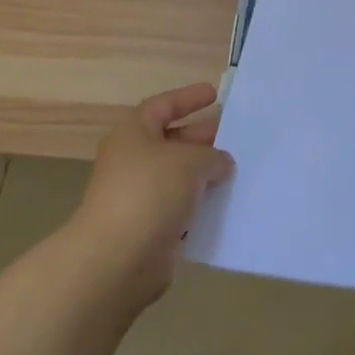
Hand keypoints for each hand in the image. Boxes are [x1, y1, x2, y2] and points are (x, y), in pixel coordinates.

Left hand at [70, 83, 234, 304]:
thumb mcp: (190, 161)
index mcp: (134, 133)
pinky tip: (227, 204)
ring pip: (179, 176)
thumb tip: (220, 162)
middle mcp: (133, 161)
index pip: (163, 106)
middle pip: (172, 140)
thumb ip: (212, 155)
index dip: (188, 98)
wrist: (115, 261)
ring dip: (205, 173)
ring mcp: (139, 196)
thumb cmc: (149, 193)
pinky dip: (201, 204)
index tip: (215, 94)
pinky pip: (180, 207)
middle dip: (204, 137)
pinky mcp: (148, 228)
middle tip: (236, 134)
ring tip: (239, 169)